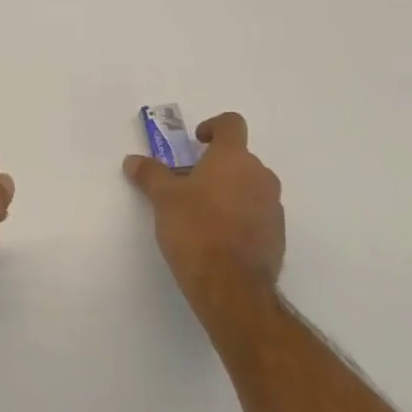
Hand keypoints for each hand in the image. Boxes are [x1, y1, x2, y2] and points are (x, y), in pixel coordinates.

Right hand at [124, 112, 283, 308]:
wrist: (232, 287)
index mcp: (234, 158)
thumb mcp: (163, 199)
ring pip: (250, 186)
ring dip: (229, 191)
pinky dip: (240, 216)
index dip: (213, 127)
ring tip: (201, 213)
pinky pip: (257, 213)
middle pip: (240, 158)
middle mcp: (260, 176)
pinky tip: (218, 237)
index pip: (231, 124)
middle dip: (215, 166)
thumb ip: (150, 174)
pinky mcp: (278, 236)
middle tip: (188, 183)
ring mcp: (273, 207)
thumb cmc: (196, 230)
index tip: (196, 142)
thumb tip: (133, 160)